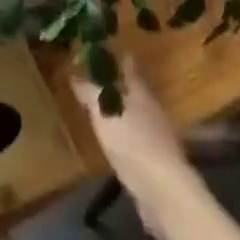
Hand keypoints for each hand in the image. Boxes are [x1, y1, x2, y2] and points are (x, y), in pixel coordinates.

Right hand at [73, 59, 193, 236]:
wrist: (163, 193)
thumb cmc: (132, 143)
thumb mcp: (104, 113)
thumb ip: (90, 93)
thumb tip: (75, 74)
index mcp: (142, 94)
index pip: (129, 68)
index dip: (118, 57)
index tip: (106, 47)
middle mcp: (153, 111)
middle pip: (135, 91)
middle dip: (118, 84)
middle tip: (96, 77)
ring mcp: (158, 138)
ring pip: (136, 115)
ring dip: (121, 110)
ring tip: (101, 107)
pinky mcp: (157, 163)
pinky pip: (136, 139)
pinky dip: (124, 134)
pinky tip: (113, 139)